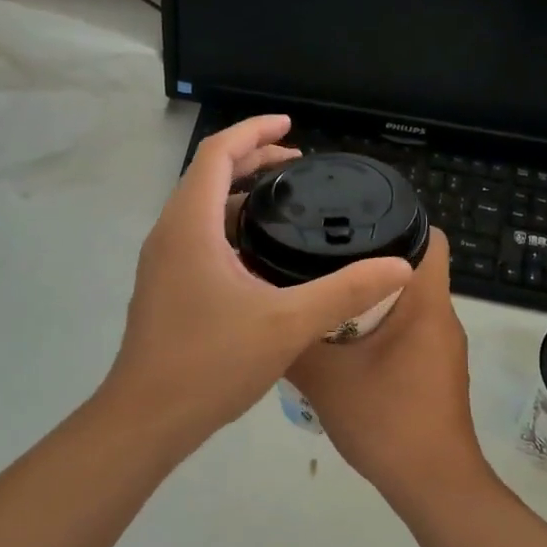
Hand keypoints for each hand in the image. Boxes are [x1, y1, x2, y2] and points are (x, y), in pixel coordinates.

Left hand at [102, 115, 414, 453]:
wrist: (147, 419)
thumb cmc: (211, 362)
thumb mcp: (289, 324)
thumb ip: (346, 291)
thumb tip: (398, 266)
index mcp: (191, 226)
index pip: (218, 154)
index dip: (254, 131)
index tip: (291, 126)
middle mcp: (169, 234)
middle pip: (207, 176)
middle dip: (252, 160)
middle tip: (298, 164)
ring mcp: (162, 263)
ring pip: (200, 209)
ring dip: (239, 195)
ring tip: (283, 203)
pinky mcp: (164, 288)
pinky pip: (197, 237)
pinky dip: (228, 226)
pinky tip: (260, 255)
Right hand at [287, 228, 496, 511]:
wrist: (432, 486)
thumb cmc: (387, 421)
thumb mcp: (326, 380)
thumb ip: (294, 344)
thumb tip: (264, 315)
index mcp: (427, 304)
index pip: (428, 236)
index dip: (395, 220)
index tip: (349, 221)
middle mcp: (441, 317)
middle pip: (411, 267)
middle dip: (368, 260)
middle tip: (319, 257)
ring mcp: (440, 346)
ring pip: (406, 302)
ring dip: (369, 297)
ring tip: (322, 293)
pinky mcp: (434, 370)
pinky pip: (406, 330)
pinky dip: (377, 327)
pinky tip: (340, 342)